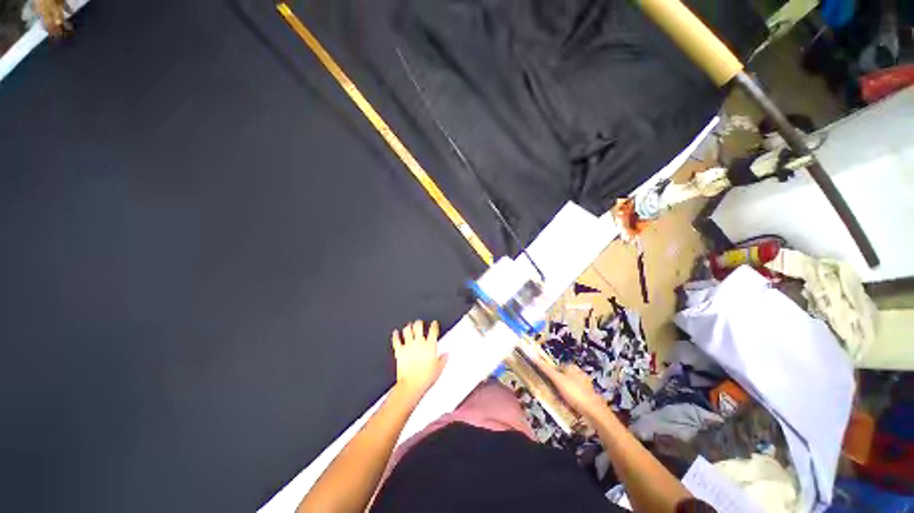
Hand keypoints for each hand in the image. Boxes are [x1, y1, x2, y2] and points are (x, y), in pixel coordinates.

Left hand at [391, 320, 446, 397]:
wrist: (412, 384)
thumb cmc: (426, 378)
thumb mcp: (439, 368)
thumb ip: (443, 359)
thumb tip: (446, 354)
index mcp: (430, 345)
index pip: (433, 330)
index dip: (434, 325)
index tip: (434, 323)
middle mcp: (419, 343)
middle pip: (419, 327)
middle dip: (419, 323)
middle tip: (419, 322)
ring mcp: (408, 346)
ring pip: (407, 331)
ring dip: (408, 327)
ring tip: (409, 325)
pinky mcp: (399, 351)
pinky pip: (397, 341)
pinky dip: (396, 336)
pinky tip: (395, 332)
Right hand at [531, 356, 607, 419]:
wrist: (593, 410)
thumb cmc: (573, 392)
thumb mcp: (557, 379)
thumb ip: (546, 369)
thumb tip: (534, 357)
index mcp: (571, 366)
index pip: (556, 367)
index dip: (550, 374)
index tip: (546, 383)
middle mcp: (579, 372)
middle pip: (563, 376)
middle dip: (557, 384)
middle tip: (553, 393)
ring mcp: (585, 384)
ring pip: (569, 386)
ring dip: (563, 392)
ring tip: (560, 400)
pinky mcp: (588, 394)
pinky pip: (575, 394)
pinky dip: (571, 398)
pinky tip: (569, 404)